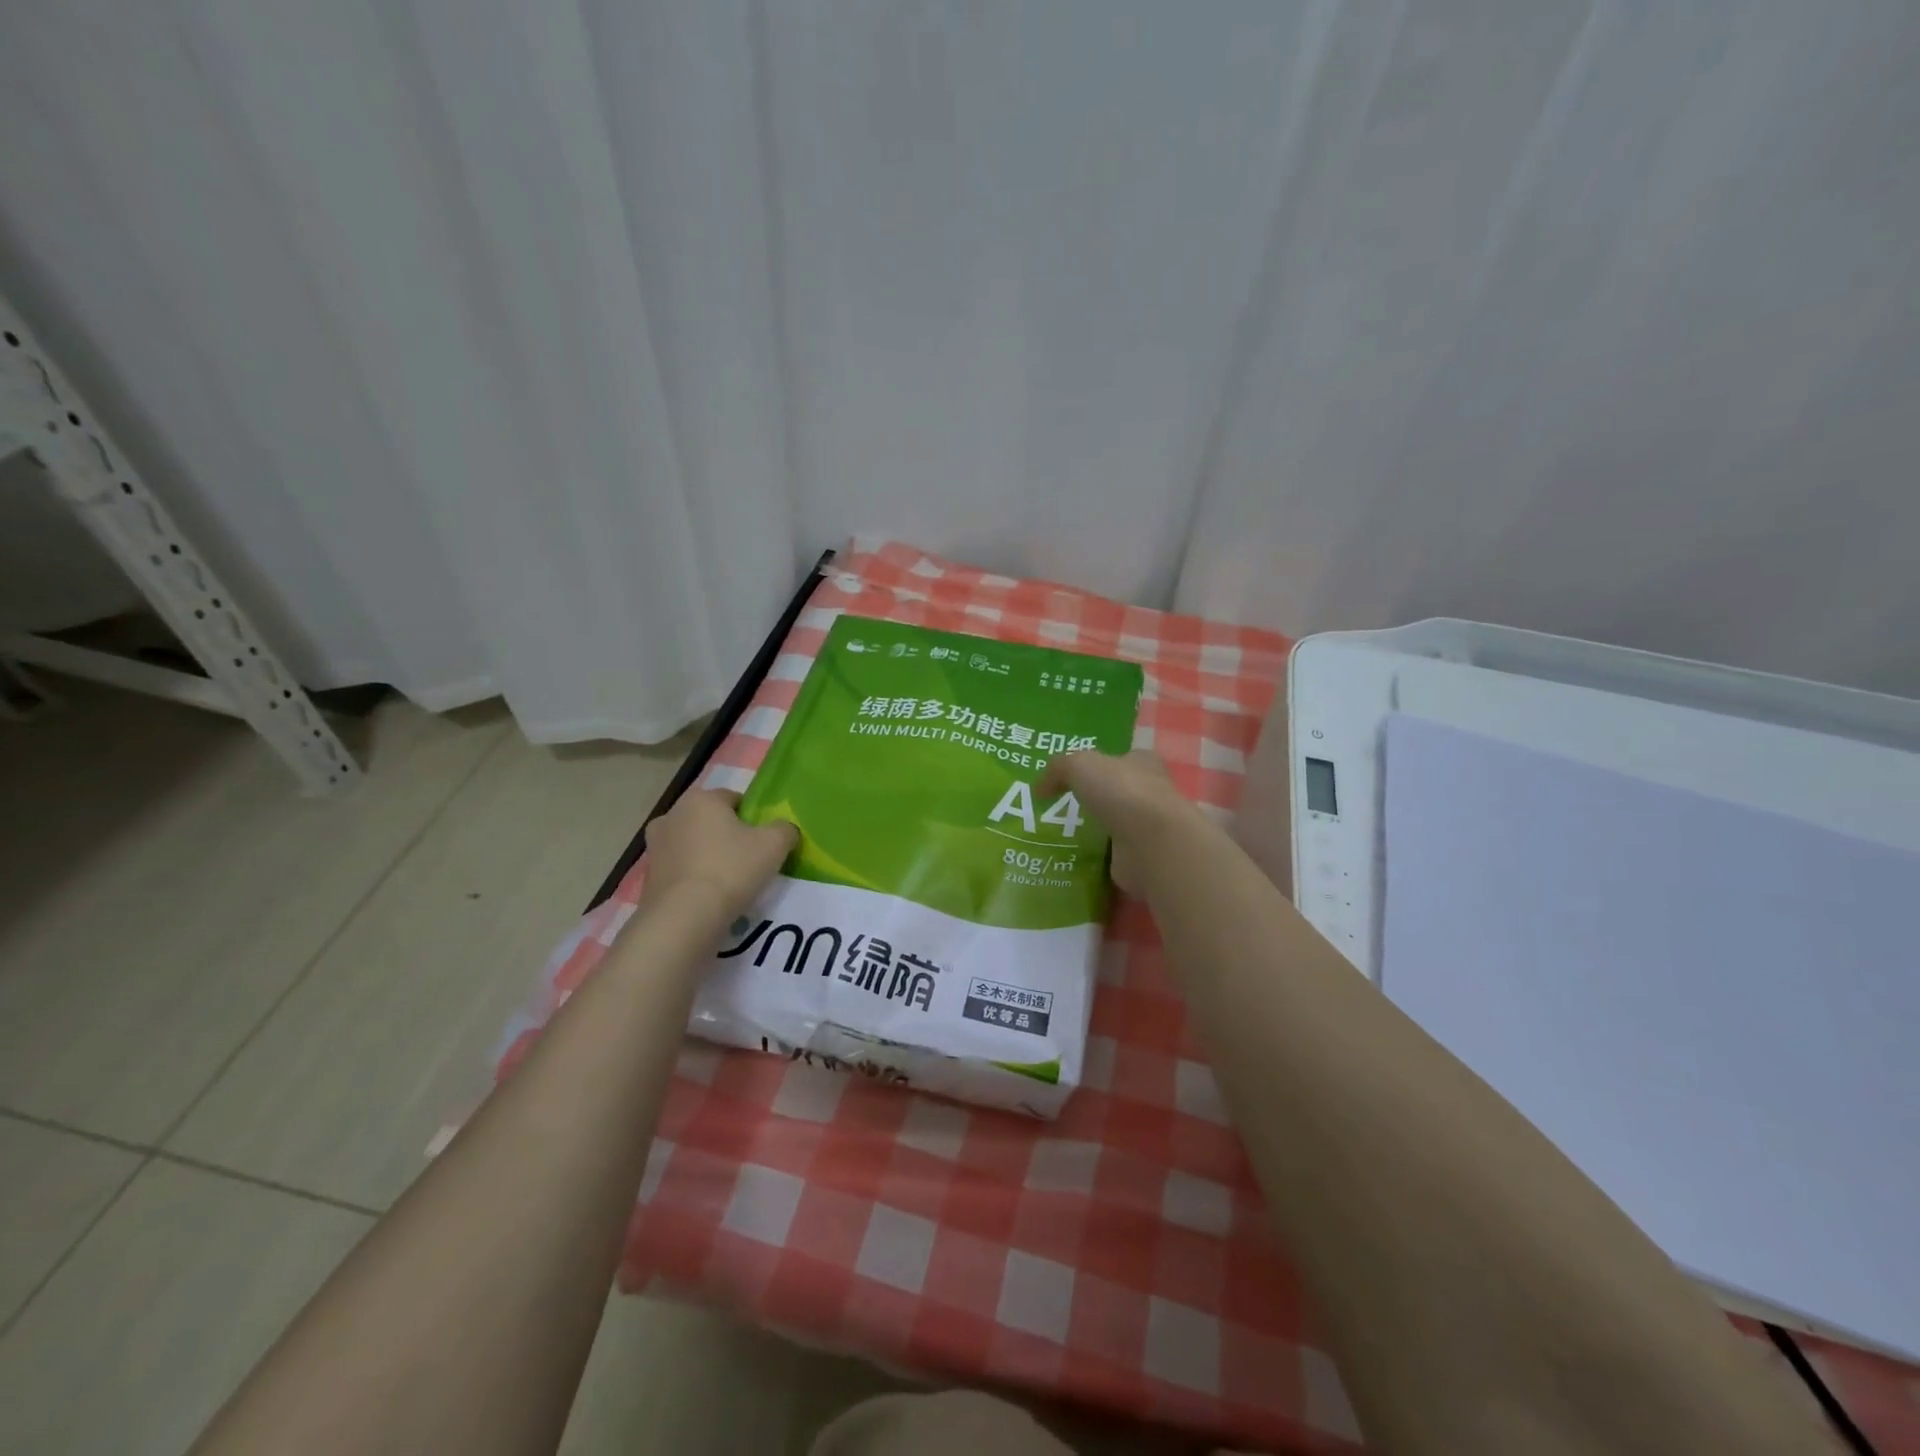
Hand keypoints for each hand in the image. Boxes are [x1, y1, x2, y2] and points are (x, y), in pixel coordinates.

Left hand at [642, 790, 796, 922]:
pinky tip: (709, 897)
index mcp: (700, 799)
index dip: (753, 818)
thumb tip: (784, 830)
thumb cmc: (731, 869)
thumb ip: (785, 829)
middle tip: (749, 860)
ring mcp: (655, 846)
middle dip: (728, 836)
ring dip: (709, 856)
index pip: (734, 799)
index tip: (764, 841)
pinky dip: (694, 878)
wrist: (684, 917)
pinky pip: (681, 870)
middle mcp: (671, 815)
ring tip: (729, 882)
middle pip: (711, 821)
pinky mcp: (648, 876)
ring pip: (694, 845)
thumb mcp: (774, 844)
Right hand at [1037, 750, 1188, 894]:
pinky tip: (1073, 860)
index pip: (1121, 759)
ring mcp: (1148, 829)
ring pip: (1115, 826)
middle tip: (1060, 809)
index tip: (1072, 779)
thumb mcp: (1079, 765)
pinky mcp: (1142, 859)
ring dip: (1094, 832)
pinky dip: (1097, 859)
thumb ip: (1057, 770)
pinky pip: (1113, 856)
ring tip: (1059, 837)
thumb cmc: (1121, 792)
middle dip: (1095, 801)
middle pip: (1118, 794)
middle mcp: (1151, 793)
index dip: (1099, 766)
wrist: (1151, 843)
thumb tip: (1039, 790)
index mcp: (1143, 763)